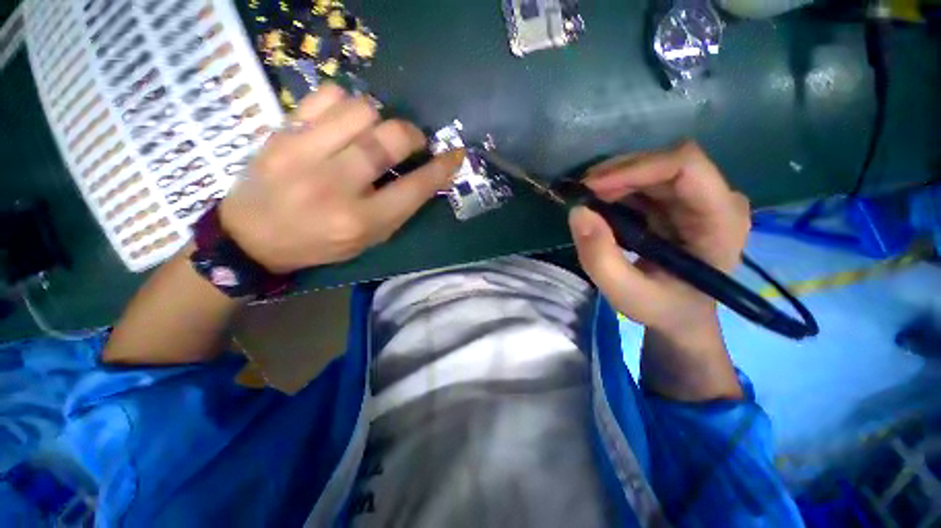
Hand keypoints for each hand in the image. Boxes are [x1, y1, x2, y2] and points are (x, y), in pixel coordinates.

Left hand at [219, 84, 463, 273]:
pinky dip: (345, 103)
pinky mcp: (282, 132)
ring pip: (361, 110)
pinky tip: (343, 121)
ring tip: (373, 131)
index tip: (454, 156)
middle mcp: (335, 185)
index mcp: (360, 221)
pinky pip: (326, 95)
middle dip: (412, 135)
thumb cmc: (320, 243)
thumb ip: (398, 209)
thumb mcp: (368, 239)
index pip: (414, 189)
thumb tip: (425, 176)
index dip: (440, 169)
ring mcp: (304, 154)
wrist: (253, 236)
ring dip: (379, 118)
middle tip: (412, 141)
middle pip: (389, 139)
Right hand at [569, 142, 749, 400]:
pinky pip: (646, 182)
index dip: (636, 168)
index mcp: (720, 222)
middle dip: (619, 174)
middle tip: (582, 194)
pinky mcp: (680, 202)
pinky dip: (618, 189)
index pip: (686, 167)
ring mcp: (700, 199)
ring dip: (615, 180)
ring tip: (587, 201)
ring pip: (654, 168)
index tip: (592, 186)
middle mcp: (717, 200)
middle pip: (666, 163)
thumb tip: (578, 212)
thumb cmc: (662, 308)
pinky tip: (601, 205)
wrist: (679, 315)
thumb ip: (600, 258)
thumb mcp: (626, 294)